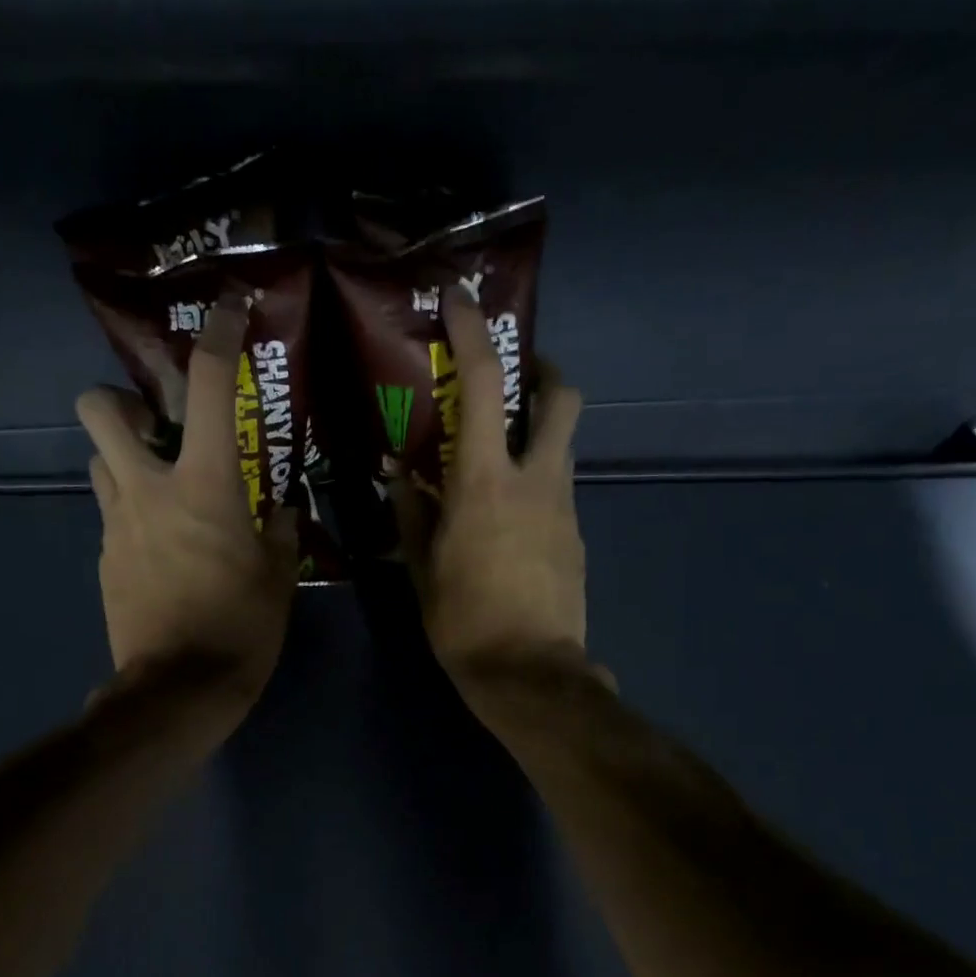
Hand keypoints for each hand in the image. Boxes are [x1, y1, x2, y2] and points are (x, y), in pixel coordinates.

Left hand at [77, 300, 298, 715]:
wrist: (179, 690)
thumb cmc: (241, 629)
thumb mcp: (279, 577)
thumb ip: (279, 532)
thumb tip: (279, 510)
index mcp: (204, 487)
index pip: (209, 388)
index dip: (218, 337)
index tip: (227, 309)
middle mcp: (148, 491)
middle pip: (100, 409)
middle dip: (122, 400)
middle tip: (158, 425)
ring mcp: (116, 526)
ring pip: (98, 463)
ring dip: (125, 461)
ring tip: (163, 489)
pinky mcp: (105, 561)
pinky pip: (112, 517)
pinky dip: (133, 516)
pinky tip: (163, 550)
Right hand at [394, 289, 593, 686]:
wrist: (532, 675)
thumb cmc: (465, 623)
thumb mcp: (424, 570)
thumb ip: (411, 515)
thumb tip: (398, 476)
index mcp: (486, 483)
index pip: (484, 384)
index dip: (473, 333)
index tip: (461, 302)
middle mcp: (537, 481)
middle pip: (560, 398)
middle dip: (542, 373)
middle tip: (513, 380)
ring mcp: (565, 509)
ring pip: (561, 447)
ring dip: (536, 434)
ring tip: (497, 460)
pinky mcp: (577, 538)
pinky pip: (558, 493)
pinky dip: (536, 486)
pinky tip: (509, 521)